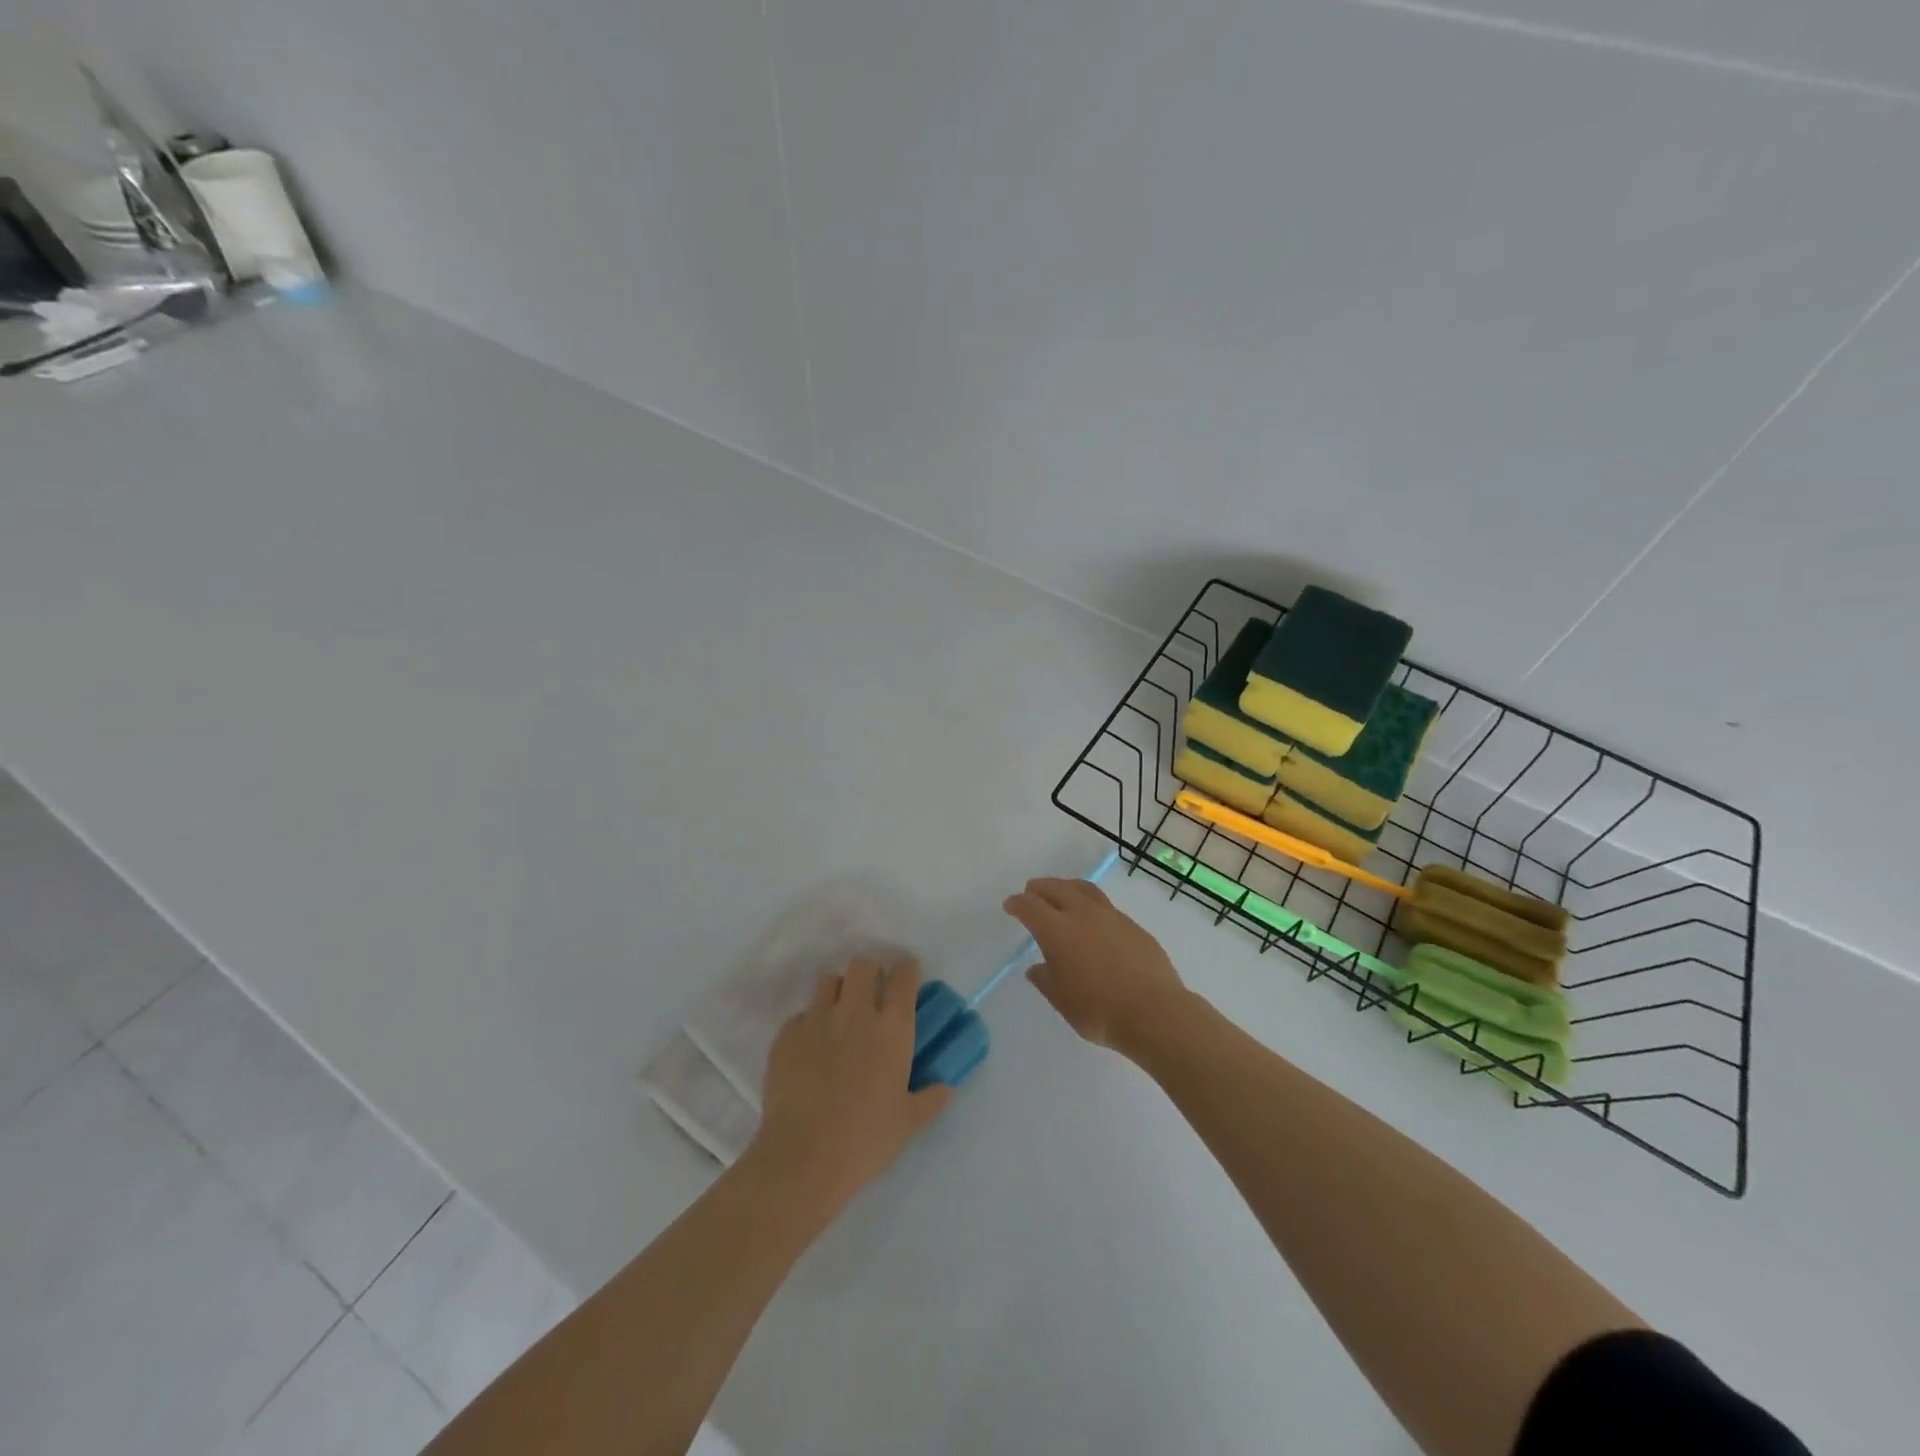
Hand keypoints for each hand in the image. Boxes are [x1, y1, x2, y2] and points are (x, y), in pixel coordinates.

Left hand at [751, 957, 952, 1212]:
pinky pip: (800, 1015)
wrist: (803, 1158)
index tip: (907, 976)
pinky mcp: (786, 1035)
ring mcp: (817, 1019)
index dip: (907, 970)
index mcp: (891, 1027)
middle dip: (870, 971)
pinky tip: (809, 1050)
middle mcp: (855, 1012)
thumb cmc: (866, 1139)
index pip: (904, 975)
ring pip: (828, 980)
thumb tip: (947, 1088)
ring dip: (838, 990)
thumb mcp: (907, 1123)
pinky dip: (808, 1024)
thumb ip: (929, 1099)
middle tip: (872, 992)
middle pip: (863, 965)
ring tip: (839, 1014)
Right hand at [1003, 876, 1185, 1057]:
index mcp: (1057, 930)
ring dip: (1067, 887)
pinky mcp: (1133, 926)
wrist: (1154, 1012)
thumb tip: (1037, 968)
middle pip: (1057, 888)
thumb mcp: (1062, 1000)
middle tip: (1031, 891)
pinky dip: (1091, 905)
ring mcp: (1112, 917)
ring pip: (1084, 890)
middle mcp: (1083, 915)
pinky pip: (1106, 906)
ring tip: (1062, 893)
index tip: (1011, 905)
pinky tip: (1094, 921)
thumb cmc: (1098, 1010)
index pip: (1031, 906)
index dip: (1018, 903)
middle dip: (1041, 888)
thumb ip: (1046, 980)